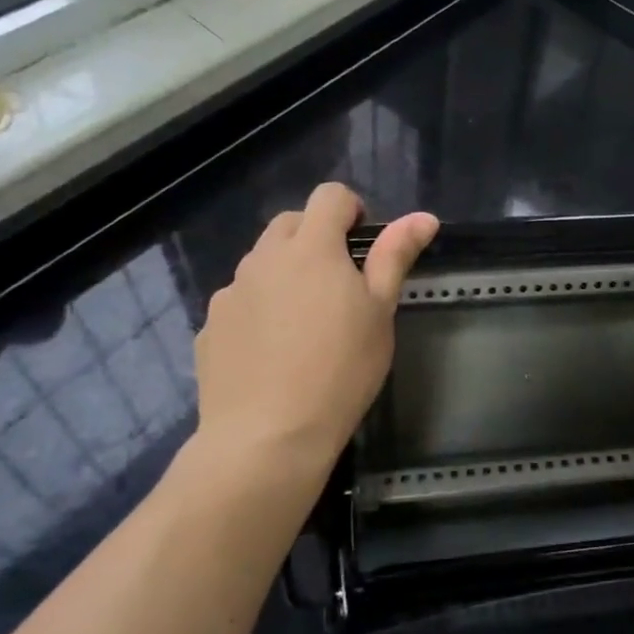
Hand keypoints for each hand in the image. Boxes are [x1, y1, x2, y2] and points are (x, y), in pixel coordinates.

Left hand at [194, 182, 436, 483]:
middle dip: (317, 239)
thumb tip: (424, 216)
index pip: (329, 196)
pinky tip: (273, 354)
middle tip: (339, 286)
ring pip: (262, 264)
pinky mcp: (209, 327)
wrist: (267, 437)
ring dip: (285, 275)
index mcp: (311, 248)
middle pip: (291, 224)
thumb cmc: (340, 370)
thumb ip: (396, 257)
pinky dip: (259, 311)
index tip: (365, 247)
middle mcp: (263, 259)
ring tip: (305, 326)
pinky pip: (240, 303)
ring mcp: (230, 293)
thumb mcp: (380, 312)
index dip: (352, 210)